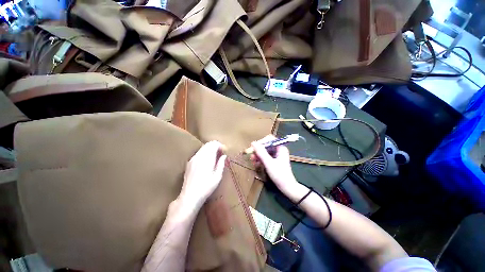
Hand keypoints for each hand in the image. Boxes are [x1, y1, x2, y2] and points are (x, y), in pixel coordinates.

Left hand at [180, 141, 226, 208]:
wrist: (190, 196)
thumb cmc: (206, 187)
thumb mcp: (217, 177)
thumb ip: (221, 164)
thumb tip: (224, 156)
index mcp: (207, 158)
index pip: (214, 144)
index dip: (220, 145)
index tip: (224, 150)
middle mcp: (199, 156)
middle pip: (208, 144)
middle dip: (215, 145)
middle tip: (221, 152)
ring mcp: (193, 159)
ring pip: (203, 148)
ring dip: (210, 149)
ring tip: (215, 156)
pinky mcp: (189, 163)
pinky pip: (198, 153)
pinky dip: (204, 152)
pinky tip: (207, 160)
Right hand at [250, 135, 297, 191]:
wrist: (287, 187)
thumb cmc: (279, 174)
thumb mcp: (269, 163)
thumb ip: (261, 152)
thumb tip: (253, 143)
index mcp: (280, 148)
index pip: (270, 139)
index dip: (261, 142)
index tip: (254, 147)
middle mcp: (278, 150)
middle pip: (266, 145)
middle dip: (258, 150)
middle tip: (251, 155)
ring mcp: (276, 155)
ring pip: (265, 151)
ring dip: (258, 155)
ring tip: (252, 160)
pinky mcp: (274, 160)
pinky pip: (265, 157)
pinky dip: (260, 159)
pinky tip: (256, 163)